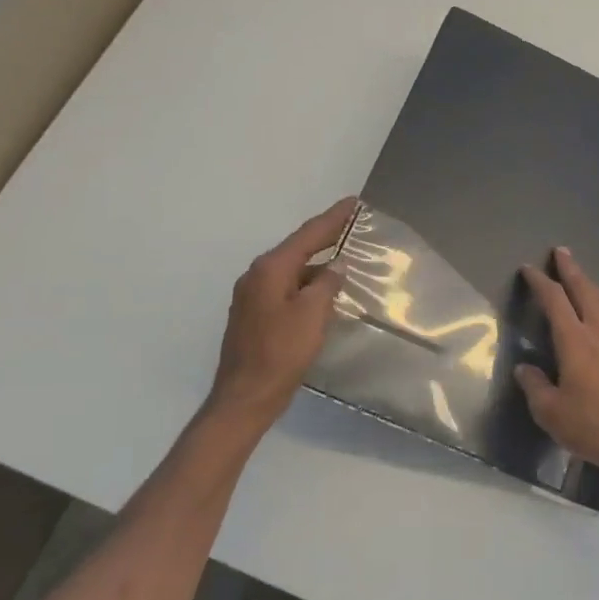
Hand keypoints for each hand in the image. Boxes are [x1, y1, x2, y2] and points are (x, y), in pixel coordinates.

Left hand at [206, 197, 355, 425]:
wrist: (246, 396)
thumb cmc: (282, 353)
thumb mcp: (312, 315)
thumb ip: (326, 284)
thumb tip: (335, 267)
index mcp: (270, 270)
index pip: (307, 235)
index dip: (332, 218)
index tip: (352, 202)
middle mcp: (257, 276)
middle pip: (296, 248)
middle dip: (323, 236)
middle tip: (350, 224)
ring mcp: (252, 296)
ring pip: (291, 270)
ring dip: (315, 262)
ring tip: (342, 256)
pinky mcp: (254, 315)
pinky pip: (285, 287)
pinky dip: (306, 282)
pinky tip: (321, 290)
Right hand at [515, 247, 598, 491]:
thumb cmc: (592, 427)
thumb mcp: (550, 412)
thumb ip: (535, 386)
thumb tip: (525, 369)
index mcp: (575, 342)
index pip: (555, 301)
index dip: (541, 283)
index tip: (529, 269)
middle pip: (585, 292)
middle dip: (571, 270)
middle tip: (561, 252)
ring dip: (592, 285)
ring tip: (582, 277)